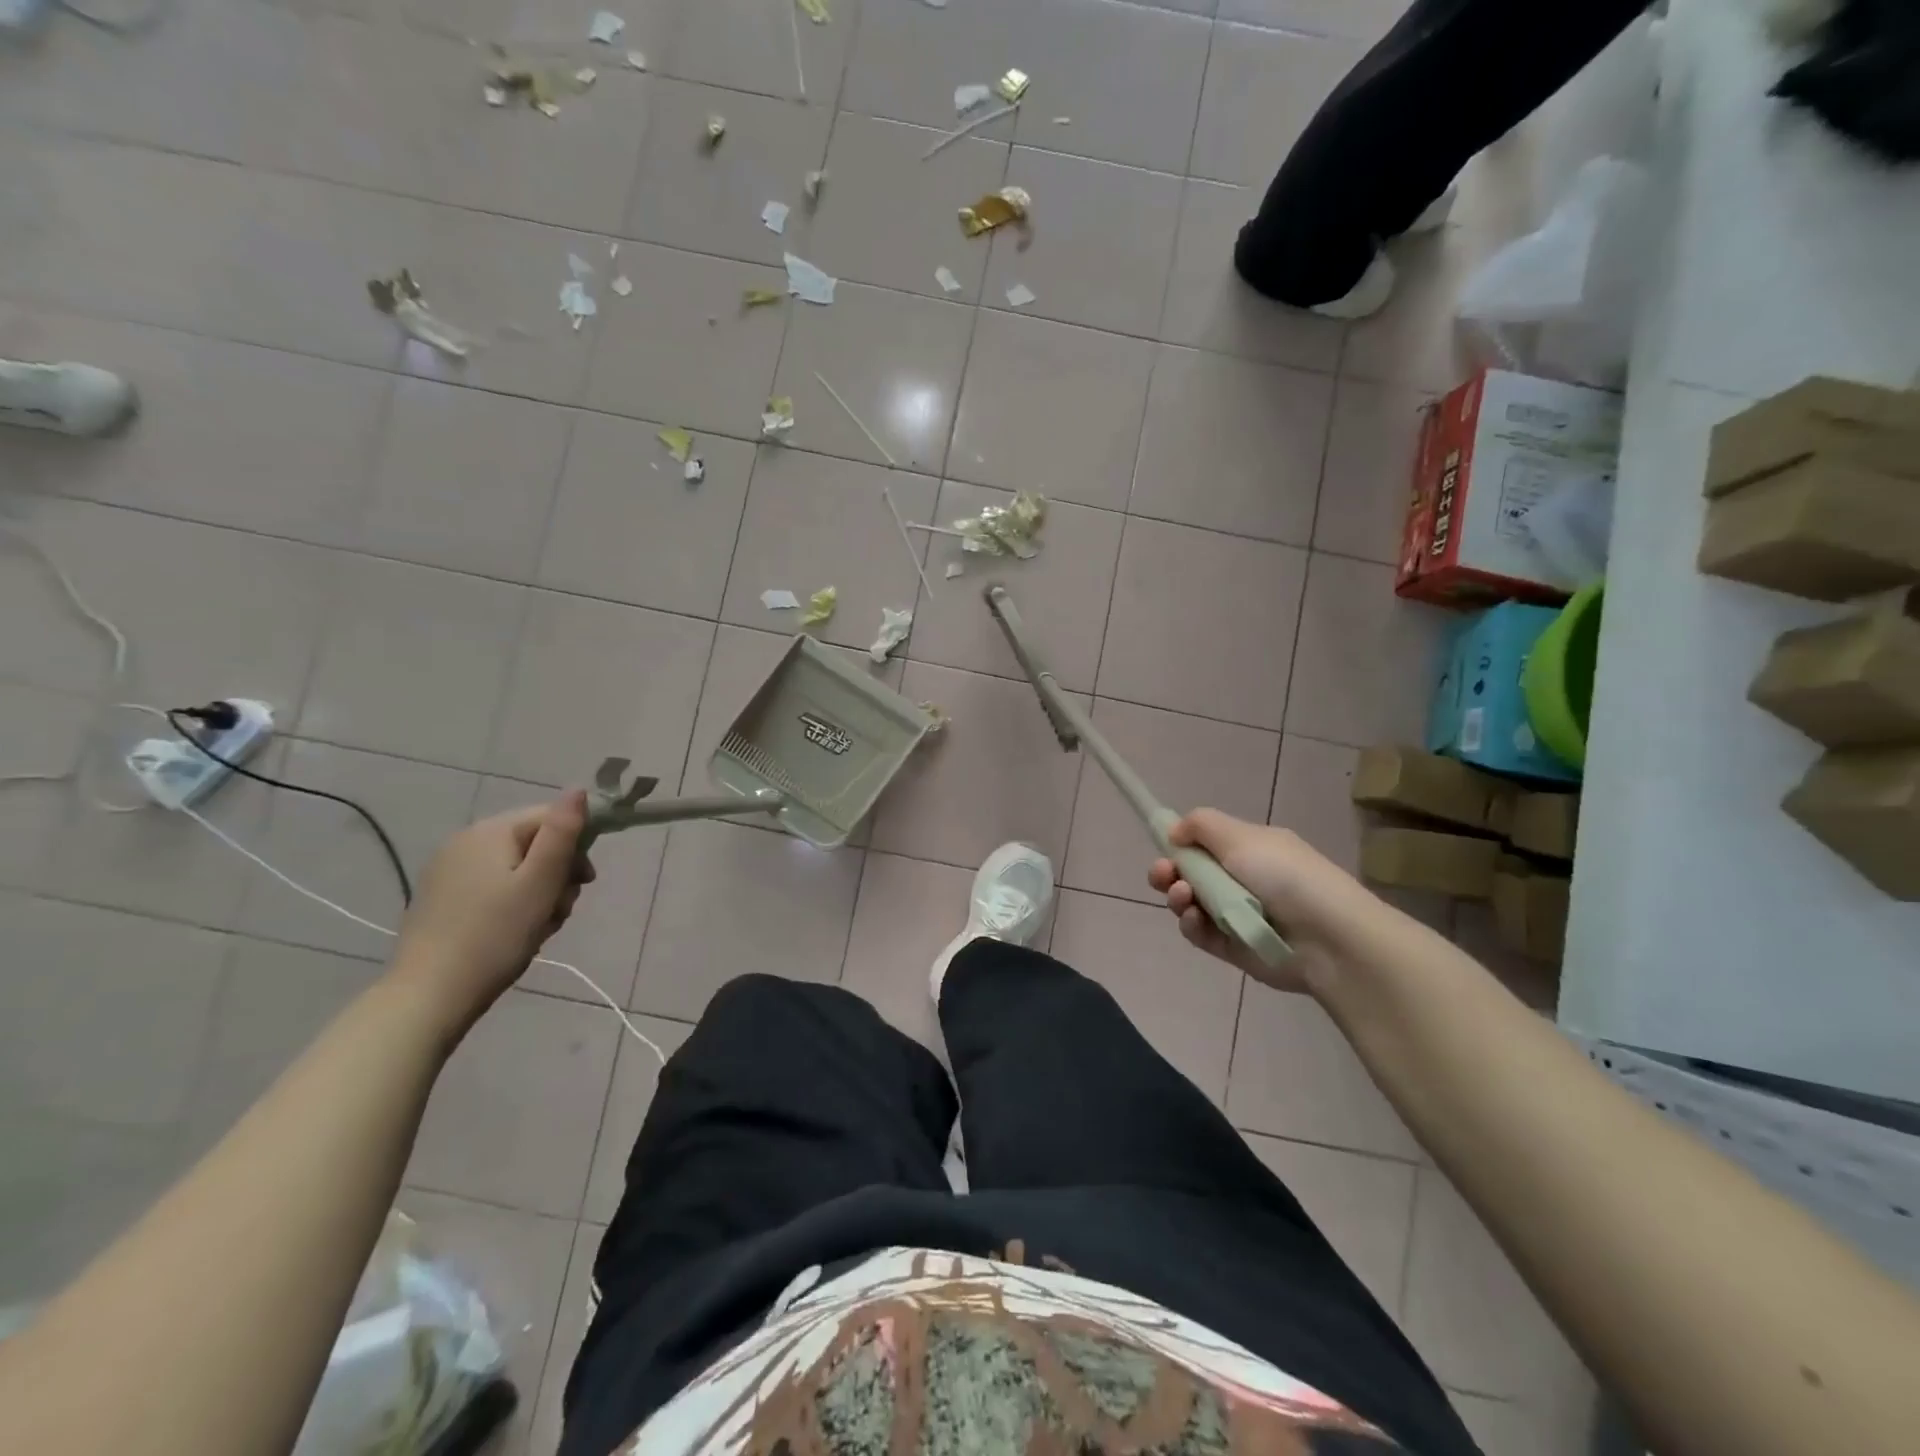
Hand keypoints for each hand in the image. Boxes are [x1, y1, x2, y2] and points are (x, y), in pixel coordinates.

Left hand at [390, 791, 595, 1034]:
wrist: (429, 996)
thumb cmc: (496, 935)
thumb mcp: (540, 882)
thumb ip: (562, 833)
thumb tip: (578, 789)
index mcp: (490, 832)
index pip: (549, 817)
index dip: (577, 844)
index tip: (587, 881)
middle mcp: (465, 842)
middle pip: (534, 842)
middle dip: (557, 874)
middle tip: (561, 910)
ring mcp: (449, 871)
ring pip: (517, 868)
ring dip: (539, 893)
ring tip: (540, 927)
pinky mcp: (442, 898)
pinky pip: (494, 886)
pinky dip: (514, 903)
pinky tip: (515, 932)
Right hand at [1147, 808, 1394, 994]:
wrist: (1328, 939)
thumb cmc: (1284, 876)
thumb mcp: (1241, 836)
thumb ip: (1200, 825)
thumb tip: (1174, 832)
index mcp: (1250, 849)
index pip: (1205, 843)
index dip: (1180, 843)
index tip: (1164, 845)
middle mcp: (1242, 879)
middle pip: (1191, 873)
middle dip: (1169, 871)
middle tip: (1161, 874)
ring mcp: (1236, 914)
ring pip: (1191, 902)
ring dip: (1178, 896)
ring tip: (1182, 896)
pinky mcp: (1232, 946)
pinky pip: (1200, 932)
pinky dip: (1191, 924)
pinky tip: (1193, 918)